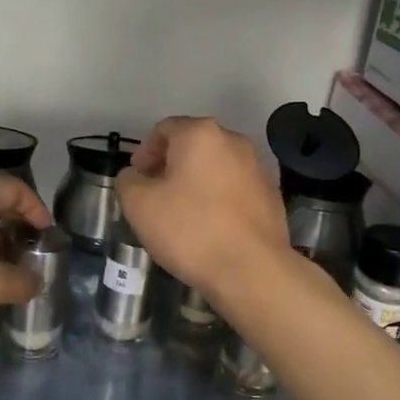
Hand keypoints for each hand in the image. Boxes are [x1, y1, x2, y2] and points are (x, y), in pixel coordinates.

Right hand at [114, 117, 290, 301]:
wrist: (252, 269)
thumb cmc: (190, 230)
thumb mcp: (139, 206)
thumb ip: (128, 182)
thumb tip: (134, 176)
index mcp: (201, 134)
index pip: (164, 129)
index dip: (144, 151)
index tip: (136, 178)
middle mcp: (233, 141)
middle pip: (193, 145)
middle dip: (170, 165)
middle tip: (154, 194)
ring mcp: (257, 167)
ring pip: (215, 166)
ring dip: (195, 181)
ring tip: (181, 212)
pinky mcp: (271, 195)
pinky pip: (234, 187)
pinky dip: (218, 197)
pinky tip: (209, 226)